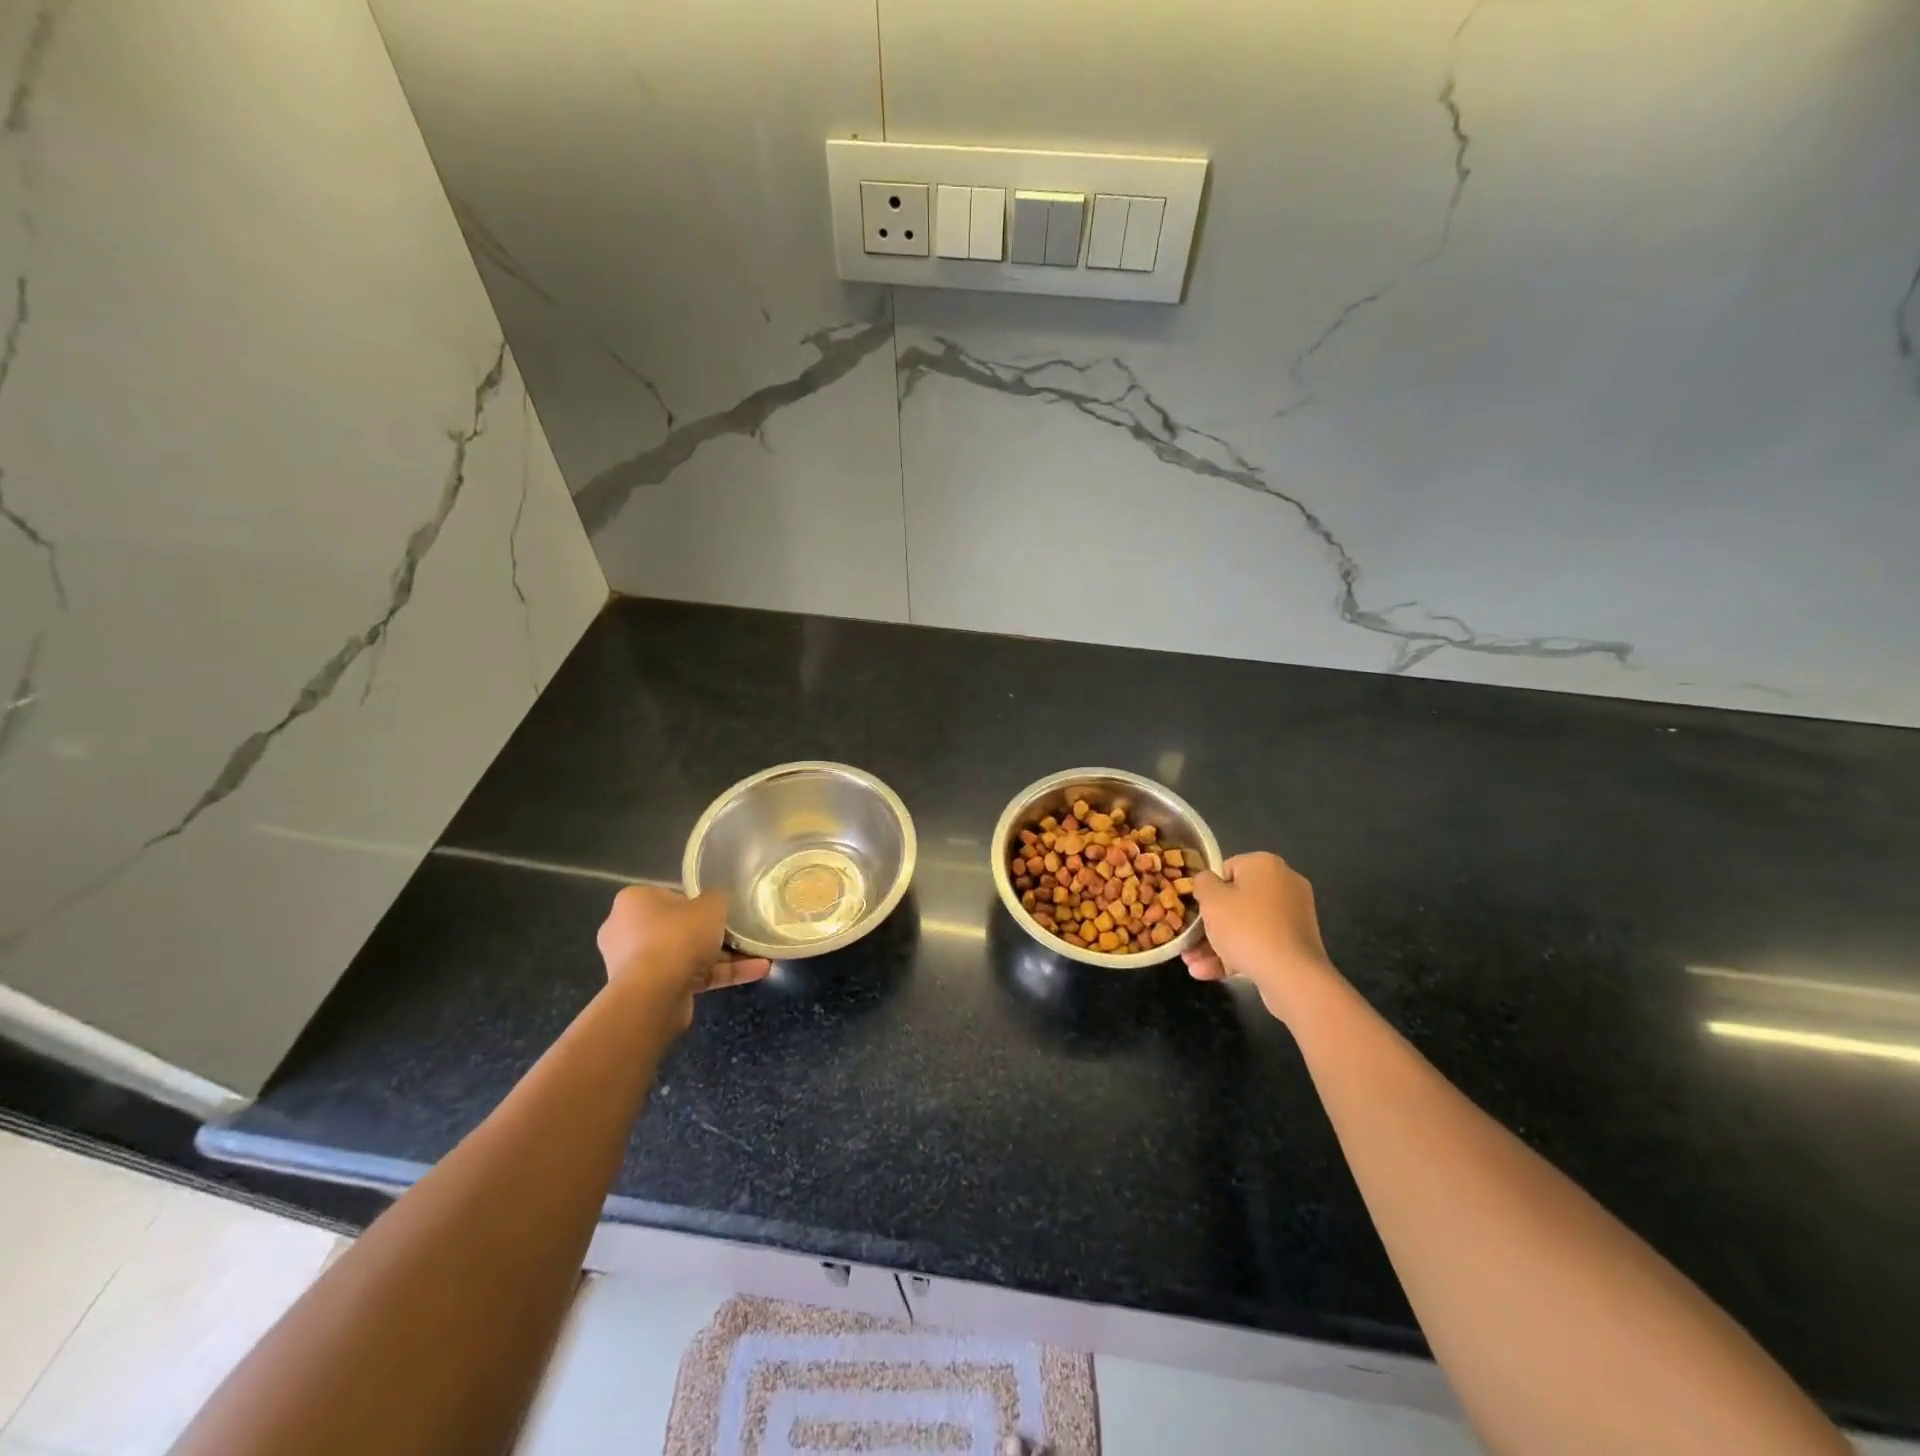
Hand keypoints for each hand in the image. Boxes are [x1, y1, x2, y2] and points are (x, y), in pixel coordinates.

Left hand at [595, 885, 770, 1033]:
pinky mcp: (649, 992)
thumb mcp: (711, 906)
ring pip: (687, 956)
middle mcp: (627, 931)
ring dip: (724, 958)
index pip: (671, 896)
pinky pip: (689, 977)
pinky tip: (756, 972)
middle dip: (713, 935)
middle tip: (741, 935)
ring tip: (760, 957)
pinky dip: (719, 975)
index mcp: (634, 901)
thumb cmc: (677, 937)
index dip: (699, 904)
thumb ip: (717, 899)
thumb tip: (716, 903)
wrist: (652, 996)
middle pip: (679, 928)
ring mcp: (636, 965)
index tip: (720, 912)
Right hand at [1182, 852, 1337, 1020]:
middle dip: (1210, 925)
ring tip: (1192, 964)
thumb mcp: (1211, 900)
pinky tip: (1207, 972)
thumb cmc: (1246, 928)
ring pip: (1246, 926)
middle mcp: (1284, 885)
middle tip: (1189, 942)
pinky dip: (1236, 955)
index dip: (1208, 890)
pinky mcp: (1295, 944)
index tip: (1196, 910)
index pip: (1227, 869)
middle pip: (1236, 900)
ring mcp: (1293, 916)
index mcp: (1265, 865)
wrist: (1291, 975)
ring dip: (1217, 944)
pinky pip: (1260, 943)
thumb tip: (1207, 881)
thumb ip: (1202, 883)